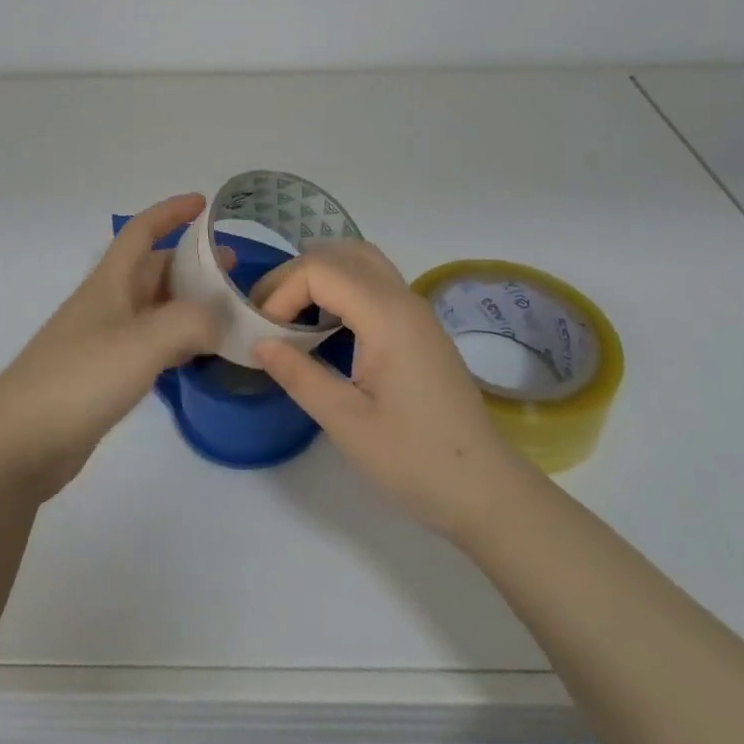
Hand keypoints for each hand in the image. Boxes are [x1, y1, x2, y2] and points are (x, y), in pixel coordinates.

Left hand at [0, 194, 223, 500]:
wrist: (19, 444)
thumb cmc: (79, 379)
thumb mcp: (142, 342)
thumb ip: (190, 322)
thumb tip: (217, 322)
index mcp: (109, 283)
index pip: (141, 231)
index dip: (171, 212)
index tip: (204, 204)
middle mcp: (106, 305)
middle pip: (152, 270)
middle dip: (192, 264)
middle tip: (234, 272)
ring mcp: (103, 342)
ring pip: (154, 309)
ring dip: (189, 304)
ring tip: (227, 314)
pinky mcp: (104, 377)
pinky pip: (150, 346)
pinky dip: (178, 342)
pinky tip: (198, 356)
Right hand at [252, 242, 534, 542]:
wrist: (483, 489)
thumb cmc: (414, 458)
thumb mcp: (345, 421)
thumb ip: (299, 374)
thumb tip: (259, 342)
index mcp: (387, 315)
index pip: (320, 270)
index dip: (282, 293)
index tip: (264, 334)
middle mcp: (404, 298)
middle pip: (340, 254)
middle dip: (295, 276)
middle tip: (268, 316)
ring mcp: (416, 311)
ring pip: (361, 262)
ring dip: (320, 277)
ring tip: (291, 316)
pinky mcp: (420, 328)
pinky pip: (374, 284)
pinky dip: (341, 289)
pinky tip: (325, 327)